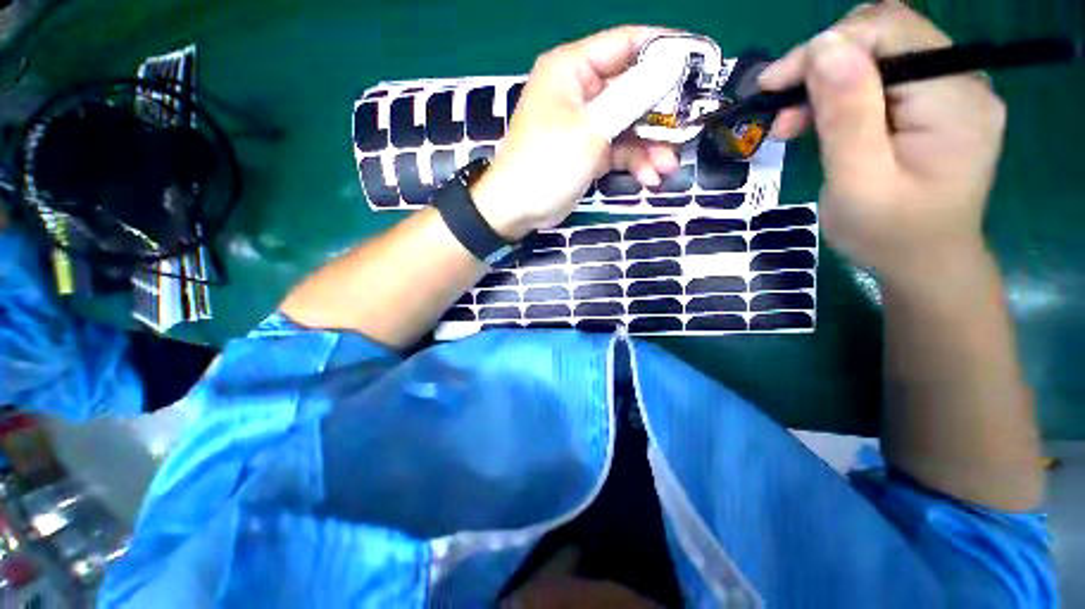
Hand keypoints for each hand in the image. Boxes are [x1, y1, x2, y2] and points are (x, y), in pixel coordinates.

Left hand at [472, 26, 679, 240]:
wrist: (518, 209)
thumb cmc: (546, 164)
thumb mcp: (591, 129)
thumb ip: (632, 97)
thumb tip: (671, 64)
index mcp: (572, 68)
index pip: (627, 43)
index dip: (666, 50)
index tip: (701, 62)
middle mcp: (581, 90)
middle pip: (634, 88)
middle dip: (662, 113)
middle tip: (691, 127)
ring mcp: (585, 123)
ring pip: (629, 124)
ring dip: (651, 146)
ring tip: (667, 169)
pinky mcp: (588, 151)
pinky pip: (619, 149)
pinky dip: (634, 163)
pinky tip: (648, 179)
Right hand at [757, 2, 1006, 280]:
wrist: (924, 264)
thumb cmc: (888, 235)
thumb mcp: (859, 181)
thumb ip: (847, 116)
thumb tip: (824, 48)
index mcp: (954, 99)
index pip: (888, 32)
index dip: (825, 47)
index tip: (772, 85)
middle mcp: (963, 81)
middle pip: (885, 37)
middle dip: (822, 63)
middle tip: (778, 106)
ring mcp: (952, 91)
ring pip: (881, 55)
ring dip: (827, 81)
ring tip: (790, 122)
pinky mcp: (936, 105)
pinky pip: (884, 78)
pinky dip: (842, 94)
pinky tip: (818, 119)